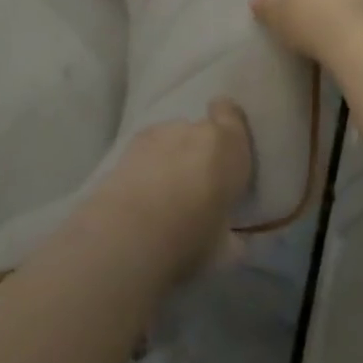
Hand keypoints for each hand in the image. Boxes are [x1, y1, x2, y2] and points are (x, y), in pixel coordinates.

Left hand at [89, 99, 254, 280]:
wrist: (134, 231)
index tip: (225, 146)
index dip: (227, 124)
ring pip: (172, 139)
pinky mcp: (129, 144)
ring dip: (172, 157)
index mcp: (229, 146)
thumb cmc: (193, 237)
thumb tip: (232, 238)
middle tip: (195, 187)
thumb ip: (232, 234)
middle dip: (199, 153)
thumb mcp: (226, 249)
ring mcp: (160, 132)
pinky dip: (147, 164)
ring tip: (163, 192)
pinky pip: (148, 149)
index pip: (231, 114)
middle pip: (201, 132)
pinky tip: (141, 192)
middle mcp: (196, 130)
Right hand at [250, 0, 362, 65]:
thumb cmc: (312, 16)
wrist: (356, 43)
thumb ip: (267, 5)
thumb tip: (257, 1)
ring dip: (347, 3)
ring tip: (331, 30)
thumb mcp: (278, 13)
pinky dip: (360, 19)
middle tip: (313, 15)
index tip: (298, 2)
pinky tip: (347, 38)